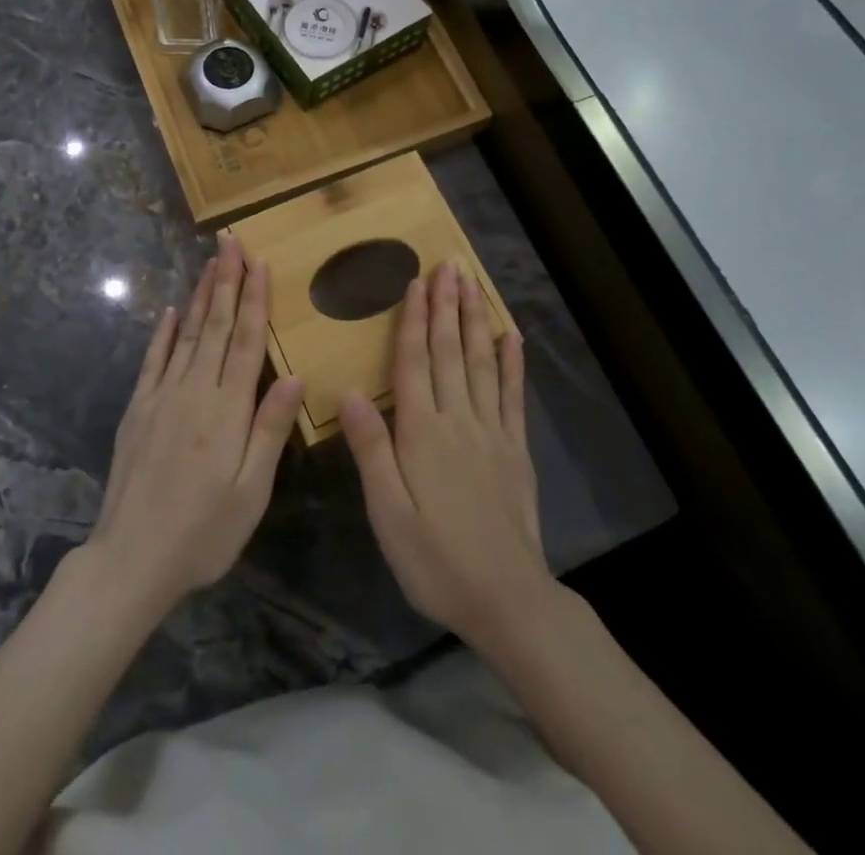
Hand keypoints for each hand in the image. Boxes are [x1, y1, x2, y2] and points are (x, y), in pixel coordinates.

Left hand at [84, 234, 304, 617]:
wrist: (131, 559)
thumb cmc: (203, 532)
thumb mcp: (250, 491)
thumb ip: (270, 430)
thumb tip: (295, 375)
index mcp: (227, 409)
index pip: (246, 341)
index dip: (255, 300)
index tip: (260, 263)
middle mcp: (194, 391)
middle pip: (216, 326)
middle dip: (227, 281)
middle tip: (232, 243)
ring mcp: (161, 397)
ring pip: (187, 335)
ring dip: (201, 297)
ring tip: (210, 263)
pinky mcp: (137, 410)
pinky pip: (153, 360)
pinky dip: (163, 333)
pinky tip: (171, 311)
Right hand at [341, 261, 552, 650]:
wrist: (506, 599)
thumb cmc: (435, 559)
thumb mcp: (387, 513)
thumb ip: (370, 449)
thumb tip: (349, 390)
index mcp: (422, 433)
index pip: (415, 363)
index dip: (414, 320)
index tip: (416, 282)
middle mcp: (458, 420)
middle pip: (451, 352)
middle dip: (447, 305)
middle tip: (448, 265)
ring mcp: (492, 432)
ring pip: (481, 363)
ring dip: (475, 320)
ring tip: (472, 284)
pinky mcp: (516, 449)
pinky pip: (513, 395)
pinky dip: (511, 363)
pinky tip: (510, 336)